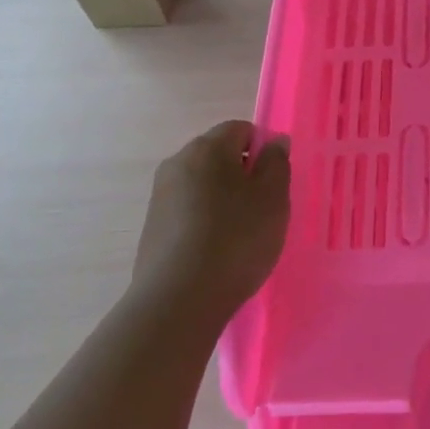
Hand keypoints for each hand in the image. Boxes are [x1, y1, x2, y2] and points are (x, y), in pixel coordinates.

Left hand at [132, 120, 290, 326]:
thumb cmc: (236, 239)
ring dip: (224, 199)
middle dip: (243, 174)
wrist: (179, 299)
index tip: (276, 181)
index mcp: (207, 148)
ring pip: (203, 185)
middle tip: (264, 208)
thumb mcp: (273, 198)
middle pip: (218, 155)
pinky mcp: (153, 227)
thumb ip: (276, 163)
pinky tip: (217, 251)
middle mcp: (178, 162)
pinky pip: (188, 211)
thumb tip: (273, 141)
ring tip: (241, 234)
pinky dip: (205, 221)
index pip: (240, 129)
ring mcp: (160, 195)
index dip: (263, 149)